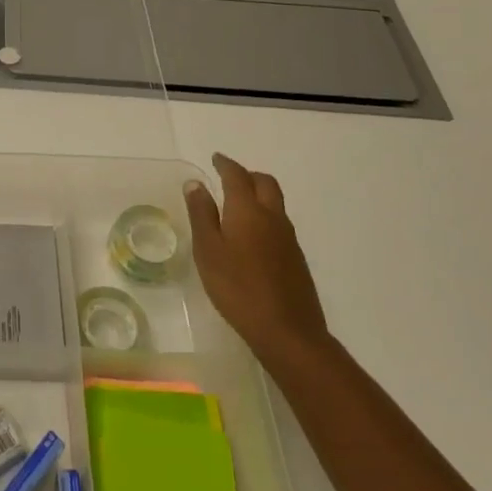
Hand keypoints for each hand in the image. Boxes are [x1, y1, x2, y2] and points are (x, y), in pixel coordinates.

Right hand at [184, 154, 331, 376]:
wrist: (287, 331)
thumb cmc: (237, 287)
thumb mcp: (208, 250)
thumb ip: (201, 214)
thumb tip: (196, 184)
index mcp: (248, 210)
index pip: (237, 176)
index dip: (225, 164)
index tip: (215, 159)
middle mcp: (273, 217)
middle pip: (265, 183)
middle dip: (246, 175)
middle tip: (228, 177)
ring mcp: (288, 238)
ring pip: (275, 203)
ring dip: (258, 194)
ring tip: (236, 205)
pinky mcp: (296, 259)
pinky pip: (279, 223)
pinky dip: (264, 216)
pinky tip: (251, 236)